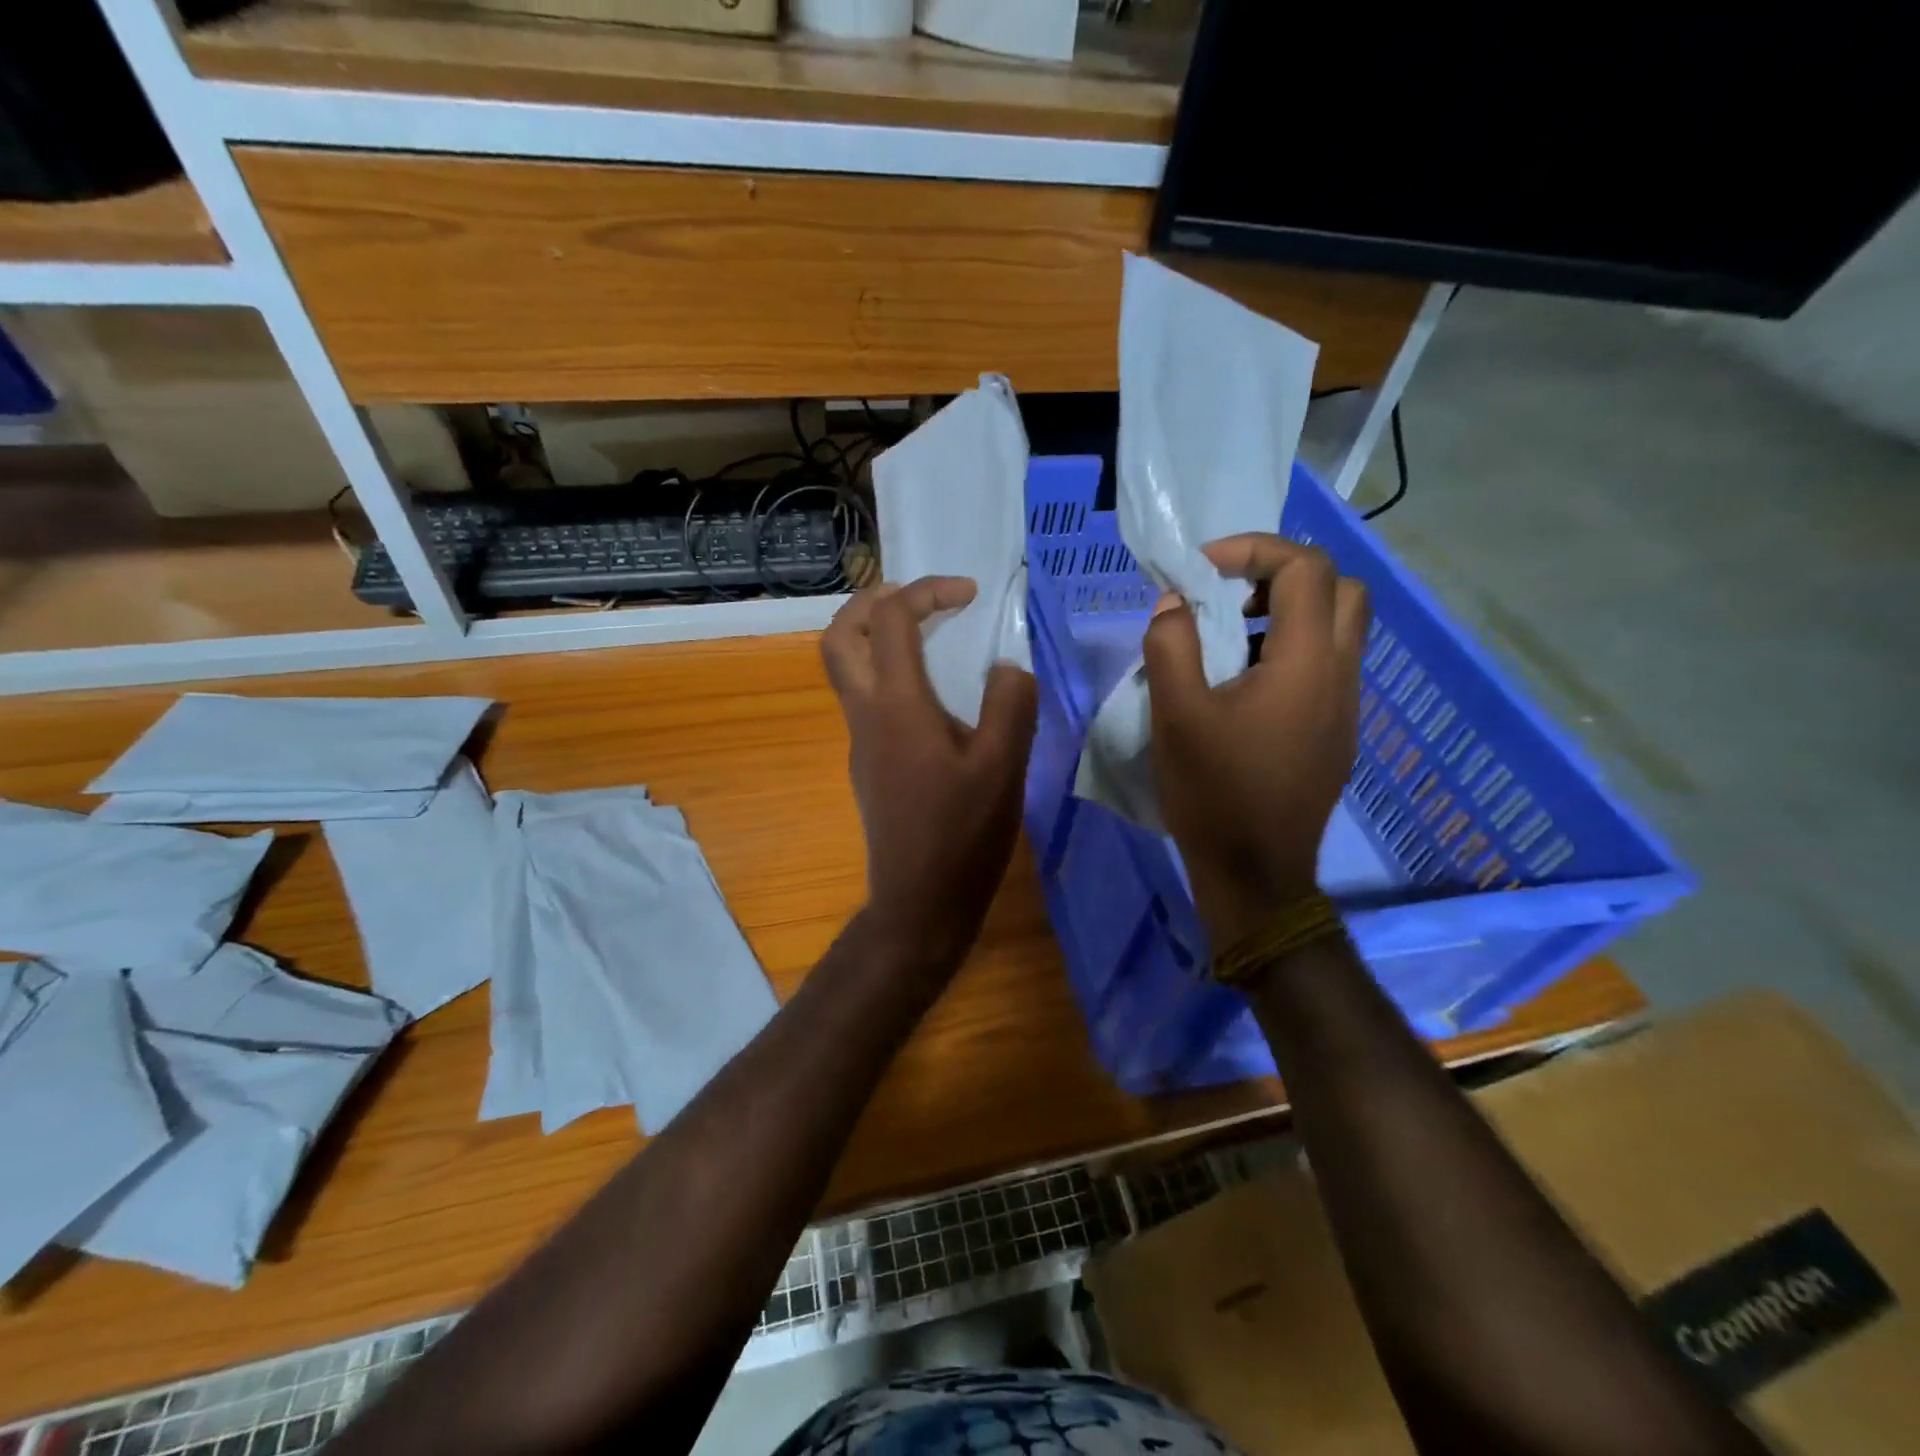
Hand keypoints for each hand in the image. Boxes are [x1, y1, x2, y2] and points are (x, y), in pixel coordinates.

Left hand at [822, 577, 1038, 975]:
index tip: (968, 594)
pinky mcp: (868, 763)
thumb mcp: (1004, 768)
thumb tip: (1006, 667)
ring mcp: (861, 741)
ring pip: (846, 668)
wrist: (919, 902)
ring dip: (874, 636)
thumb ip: (1011, 705)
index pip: (890, 620)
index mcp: (898, 706)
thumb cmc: (962, 834)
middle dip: (872, 601)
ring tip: (927, 635)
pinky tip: (933, 695)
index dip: (926, 591)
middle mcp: (867, 714)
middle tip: (917, 598)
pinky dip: (887, 672)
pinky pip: (866, 698)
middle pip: (839, 636)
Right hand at [1142, 535, 1369, 947]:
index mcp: (1307, 662)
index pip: (1306, 567)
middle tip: (1231, 599)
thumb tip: (1175, 605)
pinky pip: (1326, 669)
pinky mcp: (1336, 734)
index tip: (1202, 571)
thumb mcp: (1175, 713)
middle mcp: (1340, 675)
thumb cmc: (1214, 790)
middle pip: (1342, 590)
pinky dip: (1292, 653)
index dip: (1254, 550)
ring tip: (1230, 643)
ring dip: (1289, 616)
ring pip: (1339, 630)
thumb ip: (1172, 644)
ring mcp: (1345, 708)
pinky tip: (1243, 691)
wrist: (1256, 873)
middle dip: (1284, 577)